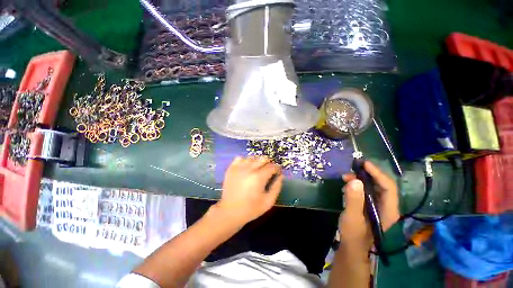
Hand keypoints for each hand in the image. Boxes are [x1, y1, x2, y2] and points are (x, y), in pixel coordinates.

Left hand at [215, 156, 283, 225]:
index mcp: (259, 177)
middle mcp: (249, 168)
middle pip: (263, 158)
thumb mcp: (268, 202)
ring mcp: (239, 167)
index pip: (272, 166)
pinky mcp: (231, 168)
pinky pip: (240, 158)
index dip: (277, 168)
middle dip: (269, 163)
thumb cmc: (251, 209)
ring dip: (257, 162)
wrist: (229, 212)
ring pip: (253, 157)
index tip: (277, 172)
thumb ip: (277, 187)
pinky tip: (246, 168)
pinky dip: (245, 161)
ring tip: (257, 170)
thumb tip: (280, 175)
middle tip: (268, 171)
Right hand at [339, 161, 399, 248]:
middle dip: (368, 175)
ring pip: (374, 188)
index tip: (364, 164)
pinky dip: (358, 186)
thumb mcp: (352, 218)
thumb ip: (354, 200)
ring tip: (345, 177)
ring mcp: (379, 207)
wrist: (352, 247)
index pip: (389, 187)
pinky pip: (367, 192)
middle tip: (352, 169)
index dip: (378, 174)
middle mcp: (387, 207)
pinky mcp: (370, 207)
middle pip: (382, 185)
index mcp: (388, 211)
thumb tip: (355, 180)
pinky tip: (347, 185)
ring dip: (361, 180)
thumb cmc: (354, 235)